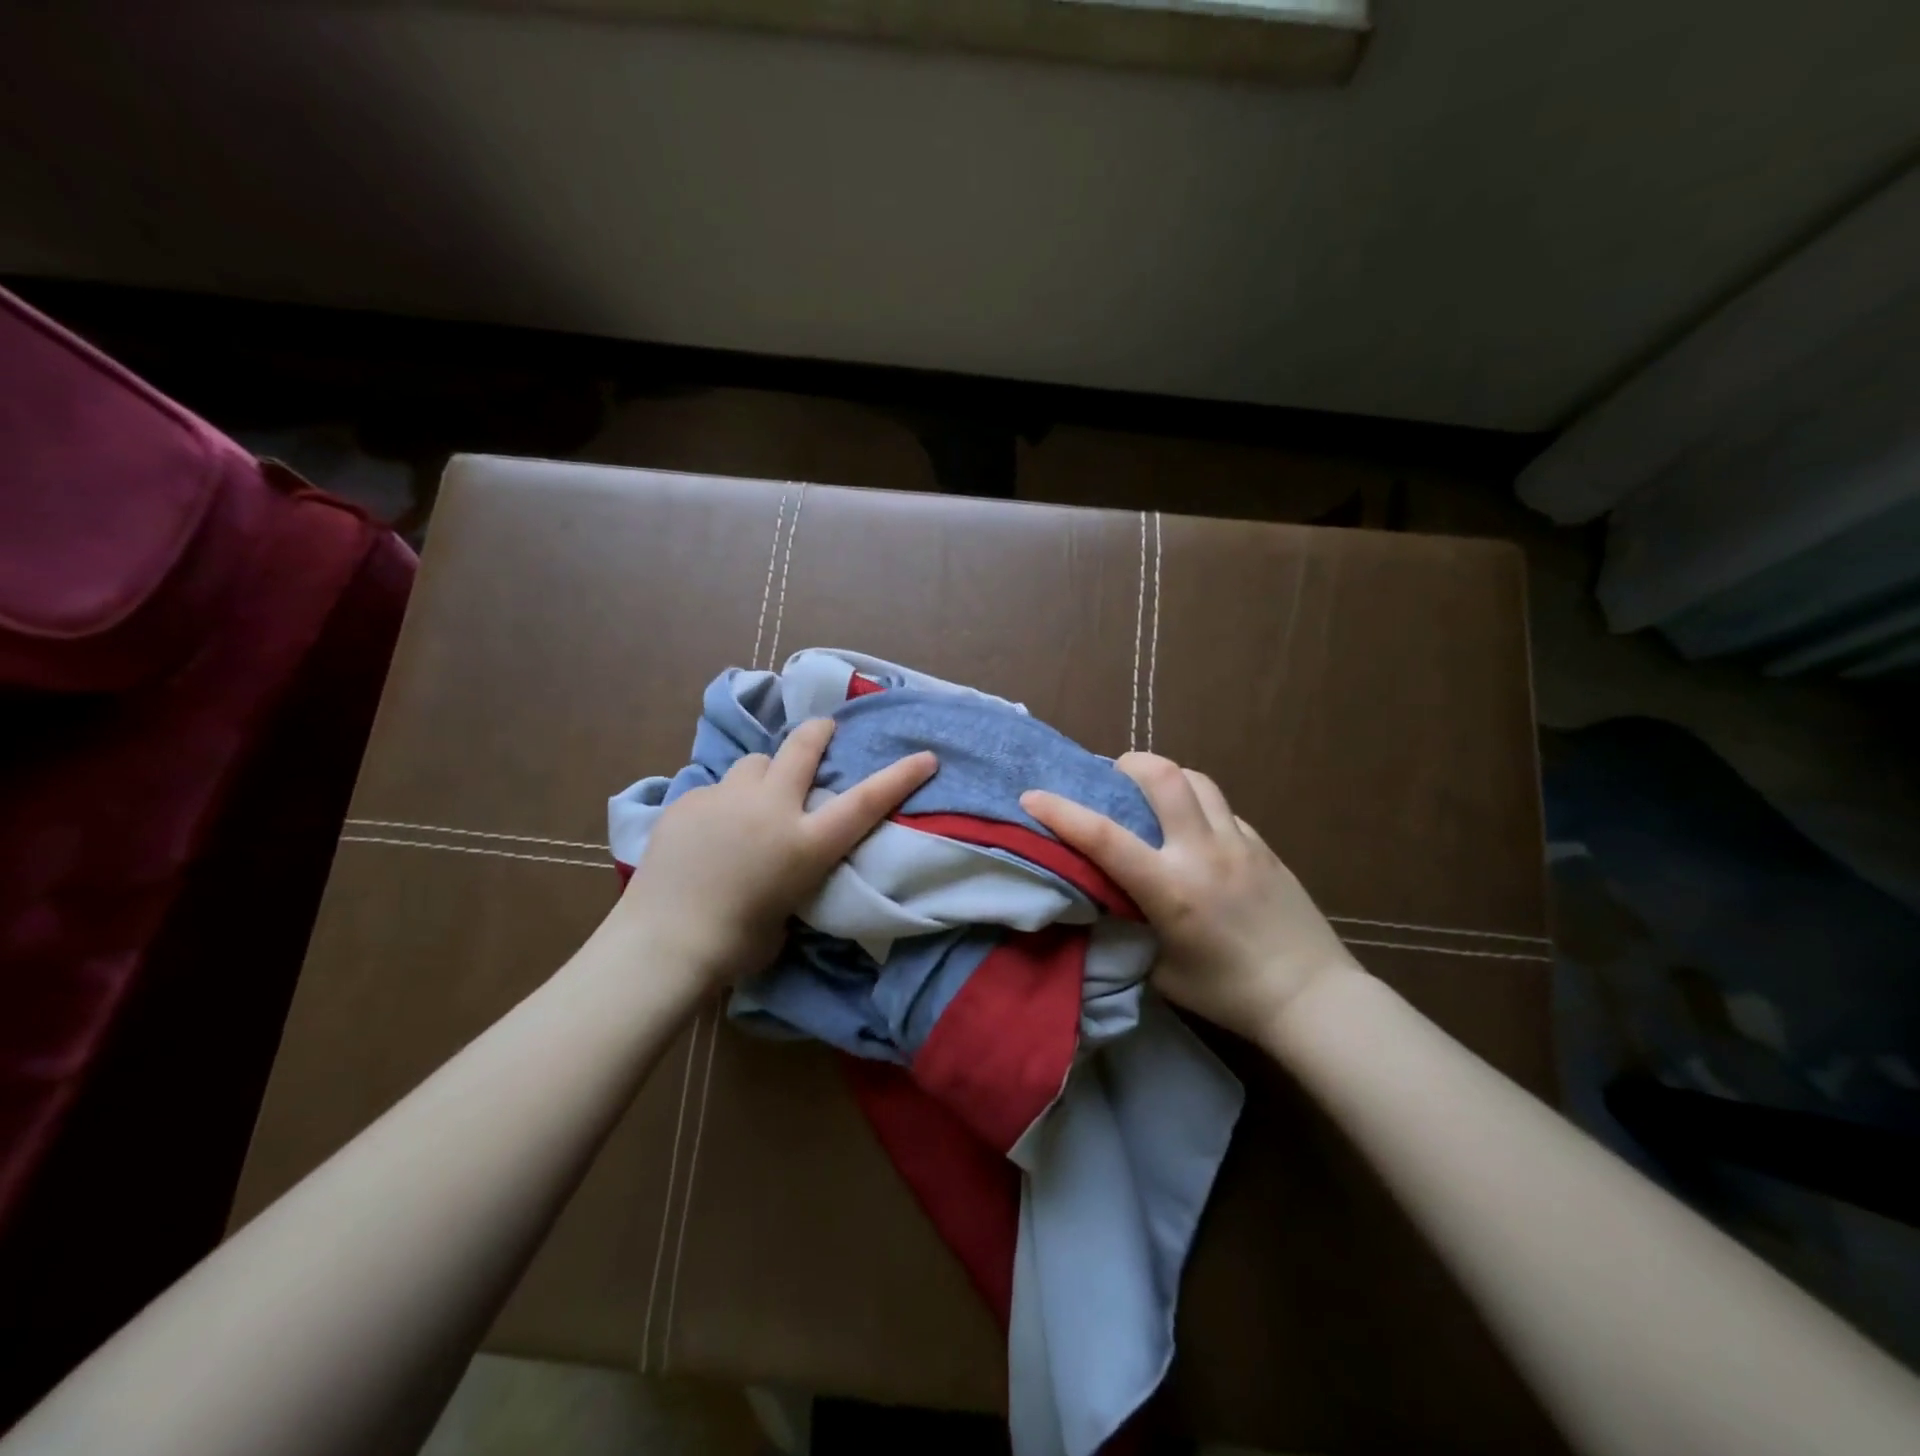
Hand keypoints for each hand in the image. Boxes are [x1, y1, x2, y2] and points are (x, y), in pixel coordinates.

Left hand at [617, 718, 936, 986]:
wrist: (663, 943)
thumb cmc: (736, 945)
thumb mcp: (788, 911)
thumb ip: (794, 874)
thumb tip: (782, 862)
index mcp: (805, 843)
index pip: (865, 801)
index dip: (900, 776)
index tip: (926, 756)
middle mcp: (771, 809)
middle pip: (801, 749)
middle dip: (818, 733)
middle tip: (824, 729)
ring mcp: (726, 799)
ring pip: (753, 763)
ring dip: (763, 774)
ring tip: (752, 800)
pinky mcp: (688, 802)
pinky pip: (715, 790)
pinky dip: (722, 803)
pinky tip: (708, 831)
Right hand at [1022, 753, 1361, 1041]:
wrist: (1311, 996)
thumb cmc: (1228, 993)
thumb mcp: (1160, 971)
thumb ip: (1129, 929)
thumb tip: (1105, 901)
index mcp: (1170, 889)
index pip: (1104, 837)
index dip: (1062, 812)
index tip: (1032, 796)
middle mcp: (1203, 853)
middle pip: (1164, 776)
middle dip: (1128, 764)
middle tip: (1112, 778)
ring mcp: (1240, 843)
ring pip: (1198, 780)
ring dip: (1167, 777)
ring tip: (1152, 796)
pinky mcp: (1264, 846)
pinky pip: (1222, 808)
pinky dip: (1197, 806)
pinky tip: (1194, 832)